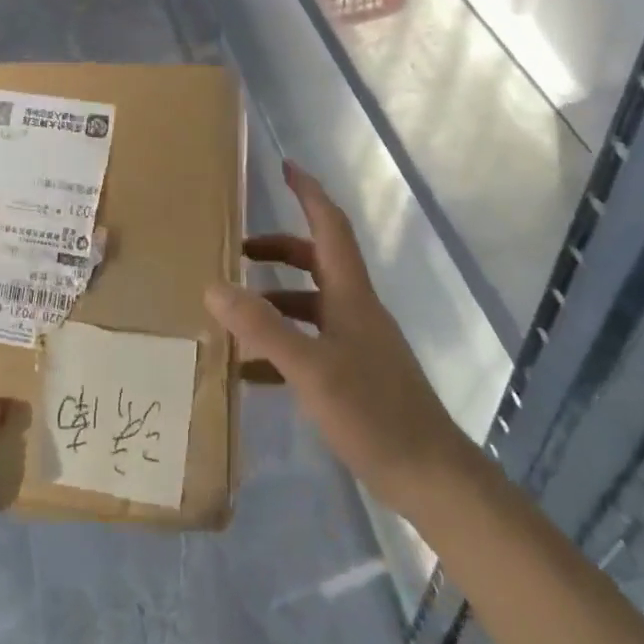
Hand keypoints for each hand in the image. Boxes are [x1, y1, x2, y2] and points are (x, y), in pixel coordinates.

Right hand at [204, 161, 466, 513]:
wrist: (430, 476)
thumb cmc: (373, 412)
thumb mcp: (309, 368)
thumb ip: (261, 327)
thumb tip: (213, 287)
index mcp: (351, 295)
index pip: (330, 227)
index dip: (309, 193)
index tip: (286, 167)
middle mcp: (356, 311)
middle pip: (317, 262)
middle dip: (279, 249)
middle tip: (238, 251)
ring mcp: (358, 344)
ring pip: (311, 305)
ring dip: (275, 301)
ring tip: (234, 315)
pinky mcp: (356, 375)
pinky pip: (311, 344)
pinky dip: (280, 346)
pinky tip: (250, 371)